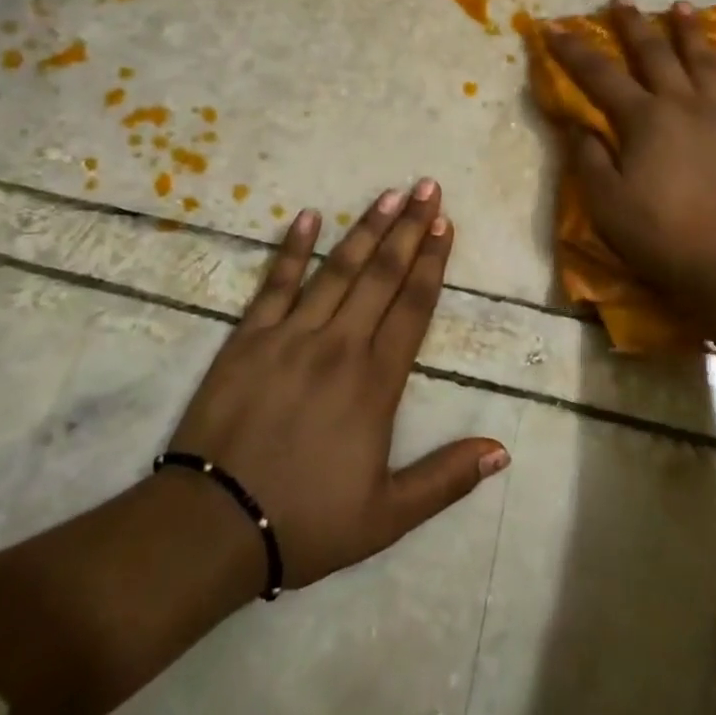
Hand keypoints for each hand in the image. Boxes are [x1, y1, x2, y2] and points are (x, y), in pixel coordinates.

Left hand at [164, 181, 509, 591]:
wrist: (213, 527)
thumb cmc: (306, 520)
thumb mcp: (388, 516)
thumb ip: (447, 478)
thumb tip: (502, 450)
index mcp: (375, 381)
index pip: (413, 307)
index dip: (433, 263)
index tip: (445, 224)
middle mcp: (339, 345)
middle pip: (382, 275)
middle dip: (409, 228)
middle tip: (427, 187)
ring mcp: (291, 335)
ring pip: (337, 270)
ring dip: (365, 229)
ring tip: (388, 194)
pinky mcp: (249, 338)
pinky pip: (275, 283)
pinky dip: (292, 248)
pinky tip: (308, 216)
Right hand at [546, 0, 715, 299]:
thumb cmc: (659, 234)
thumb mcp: (605, 201)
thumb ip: (588, 158)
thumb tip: (579, 125)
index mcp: (643, 119)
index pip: (599, 76)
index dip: (573, 51)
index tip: (553, 28)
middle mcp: (682, 107)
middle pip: (655, 56)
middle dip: (634, 26)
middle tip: (622, 0)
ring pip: (705, 65)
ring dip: (691, 34)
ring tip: (683, 7)